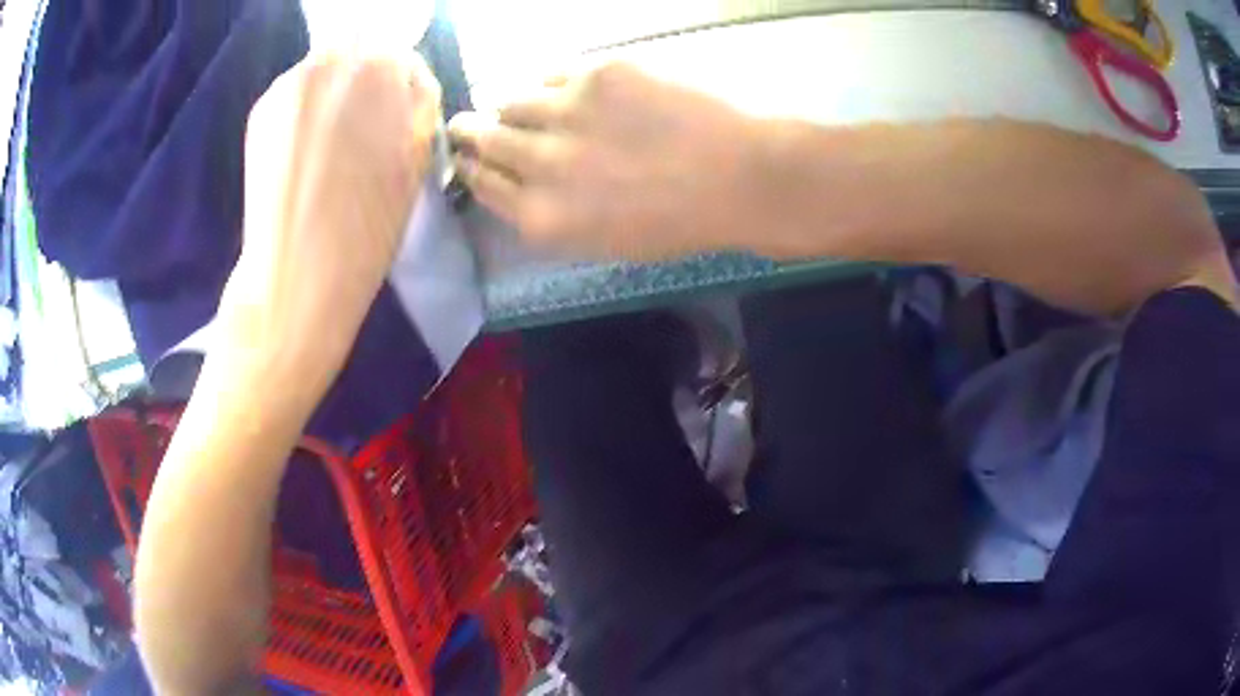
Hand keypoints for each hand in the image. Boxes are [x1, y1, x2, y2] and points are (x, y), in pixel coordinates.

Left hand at [223, 52, 440, 387]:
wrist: (297, 272)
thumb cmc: (369, 222)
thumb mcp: (417, 157)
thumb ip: (419, 102)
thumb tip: (406, 82)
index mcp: (381, 66)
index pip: (403, 56)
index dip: (403, 89)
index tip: (398, 119)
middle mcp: (331, 58)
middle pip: (358, 52)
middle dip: (365, 81)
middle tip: (361, 129)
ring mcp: (289, 82)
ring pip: (323, 70)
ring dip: (331, 94)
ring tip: (328, 143)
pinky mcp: (260, 109)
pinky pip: (294, 94)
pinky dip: (302, 111)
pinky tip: (302, 151)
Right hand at [448, 62, 761, 260]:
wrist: (741, 180)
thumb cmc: (680, 224)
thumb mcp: (604, 241)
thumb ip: (552, 214)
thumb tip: (521, 183)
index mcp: (541, 217)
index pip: (483, 183)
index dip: (471, 167)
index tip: (465, 156)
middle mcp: (540, 164)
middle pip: (484, 138)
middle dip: (468, 132)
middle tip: (462, 124)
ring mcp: (566, 113)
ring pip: (510, 101)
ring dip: (510, 106)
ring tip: (519, 106)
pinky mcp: (598, 75)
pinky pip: (555, 76)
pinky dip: (556, 86)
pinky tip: (570, 93)